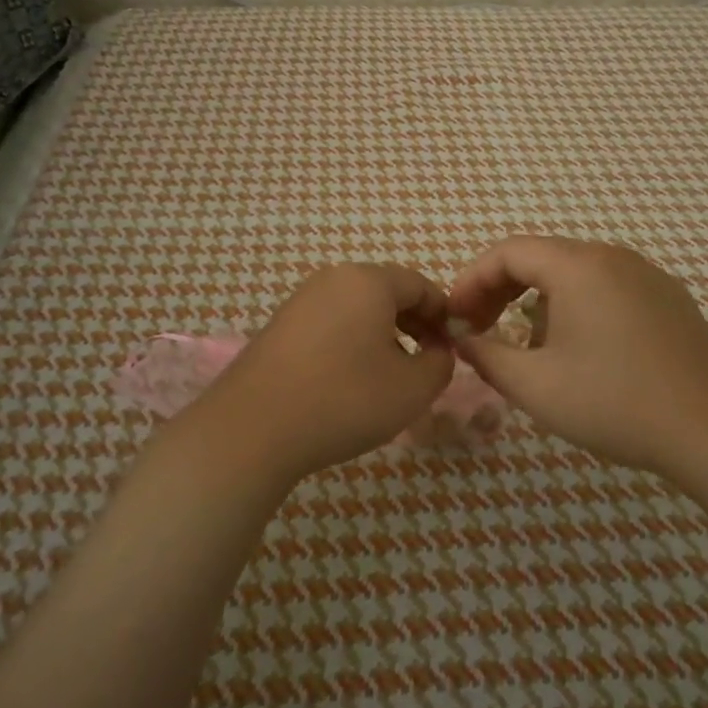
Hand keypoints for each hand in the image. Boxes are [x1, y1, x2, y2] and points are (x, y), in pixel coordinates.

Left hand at [196, 263, 455, 484]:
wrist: (253, 429)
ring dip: (384, 334)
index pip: (421, 285)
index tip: (454, 349)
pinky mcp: (279, 326)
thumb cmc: (344, 400)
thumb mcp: (412, 389)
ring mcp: (301, 300)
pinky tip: (351, 380)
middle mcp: (333, 279)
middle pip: (387, 292)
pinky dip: (352, 342)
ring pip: (358, 308)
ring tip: (391, 375)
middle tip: (428, 361)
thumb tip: (439, 351)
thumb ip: (441, 363)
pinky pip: (331, 323)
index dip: (444, 315)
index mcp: (369, 281)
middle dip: (415, 323)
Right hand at [448, 236, 707, 478]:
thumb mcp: (534, 385)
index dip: (472, 280)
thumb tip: (462, 339)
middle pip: (541, 257)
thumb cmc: (613, 403)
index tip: (455, 317)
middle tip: (480, 329)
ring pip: (573, 273)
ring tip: (528, 348)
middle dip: (501, 290)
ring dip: (538, 301)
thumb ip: (486, 355)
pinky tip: (580, 350)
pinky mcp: (668, 297)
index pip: (508, 252)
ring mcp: (646, 274)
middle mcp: (612, 256)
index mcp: (578, 266)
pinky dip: (576, 306)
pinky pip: (606, 288)